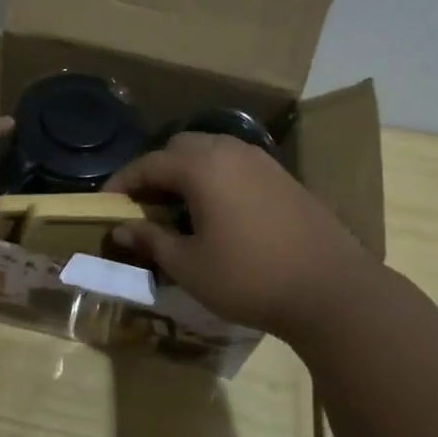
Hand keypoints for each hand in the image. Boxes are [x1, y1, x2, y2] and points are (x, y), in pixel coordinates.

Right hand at [105, 133, 370, 337]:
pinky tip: (218, 211)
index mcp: (201, 167)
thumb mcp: (189, 266)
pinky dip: (216, 177)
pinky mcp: (284, 177)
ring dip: (187, 171)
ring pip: (211, 151)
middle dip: (156, 170)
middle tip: (143, 204)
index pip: (149, 164)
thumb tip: (121, 230)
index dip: (122, 183)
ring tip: (178, 207)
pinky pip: (236, 165)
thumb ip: (152, 241)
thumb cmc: (249, 277)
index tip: (106, 203)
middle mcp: (230, 151)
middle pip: (180, 147)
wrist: (331, 289)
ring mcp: (262, 161)